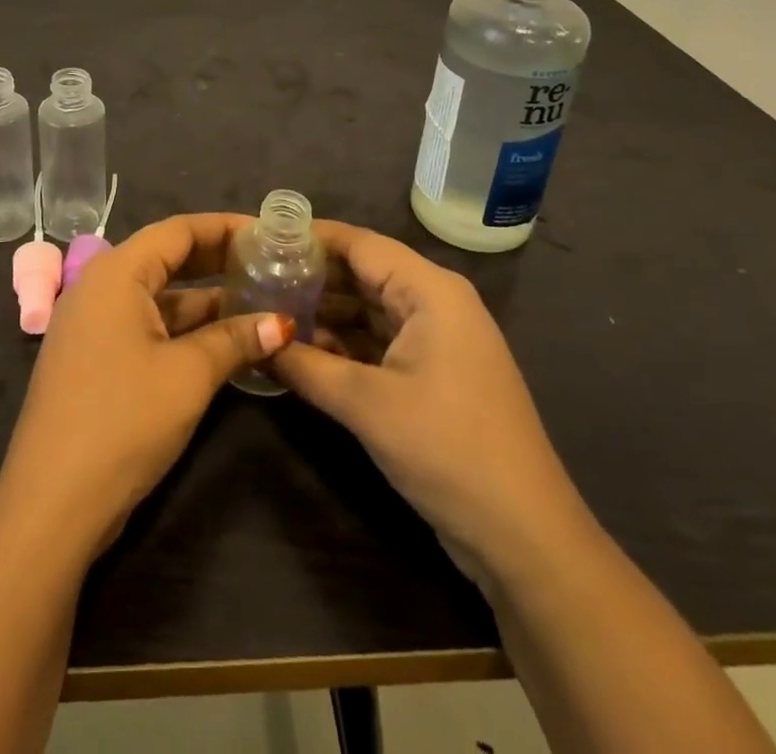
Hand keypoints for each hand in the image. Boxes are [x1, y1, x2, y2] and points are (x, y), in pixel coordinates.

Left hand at [0, 214, 293, 553]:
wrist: (52, 503)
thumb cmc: (123, 420)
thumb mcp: (188, 375)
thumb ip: (236, 339)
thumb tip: (282, 323)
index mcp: (116, 273)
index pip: (178, 230)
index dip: (225, 227)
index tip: (268, 232)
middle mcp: (99, 287)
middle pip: (167, 258)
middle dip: (218, 260)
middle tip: (269, 263)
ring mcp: (93, 324)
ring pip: (158, 296)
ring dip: (204, 300)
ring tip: (258, 301)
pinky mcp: (94, 358)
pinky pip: (145, 325)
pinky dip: (183, 328)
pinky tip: (223, 340)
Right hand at [271, 224, 592, 591]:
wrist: (523, 536)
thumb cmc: (447, 449)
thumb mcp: (366, 404)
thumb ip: (305, 365)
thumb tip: (254, 339)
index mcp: (430, 290)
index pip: (360, 243)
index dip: (309, 238)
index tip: (258, 238)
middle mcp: (435, 303)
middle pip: (363, 272)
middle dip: (310, 276)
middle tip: (252, 277)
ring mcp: (436, 339)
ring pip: (368, 308)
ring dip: (323, 312)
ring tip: (266, 310)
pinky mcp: (433, 373)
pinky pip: (380, 341)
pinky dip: (344, 344)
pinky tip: (301, 350)